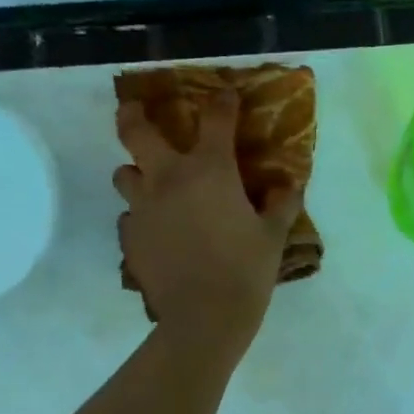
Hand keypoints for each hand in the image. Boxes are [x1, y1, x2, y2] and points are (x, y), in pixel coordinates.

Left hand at [115, 90, 301, 349]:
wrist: (204, 318)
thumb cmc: (246, 270)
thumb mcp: (274, 235)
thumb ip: (282, 204)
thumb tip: (289, 185)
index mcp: (209, 169)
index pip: (215, 118)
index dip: (222, 102)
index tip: (225, 96)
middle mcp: (168, 178)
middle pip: (135, 131)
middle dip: (133, 114)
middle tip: (135, 111)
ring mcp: (143, 208)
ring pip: (124, 174)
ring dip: (137, 173)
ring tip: (153, 186)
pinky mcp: (130, 238)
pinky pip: (129, 217)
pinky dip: (142, 216)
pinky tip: (158, 232)